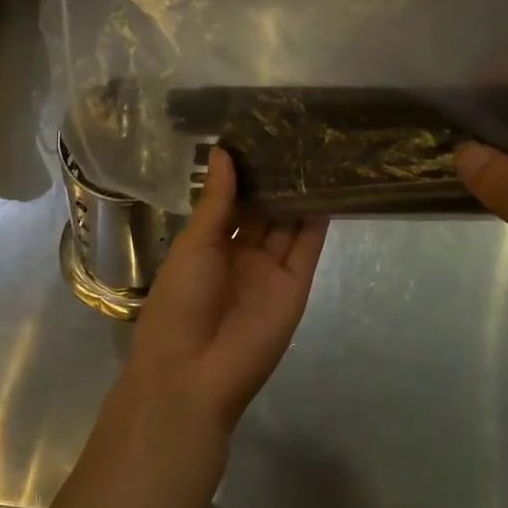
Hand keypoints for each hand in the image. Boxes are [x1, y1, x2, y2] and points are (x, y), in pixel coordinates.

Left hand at [121, 147, 327, 438]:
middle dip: (275, 179)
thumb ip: (216, 200)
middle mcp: (241, 255)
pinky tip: (327, 186)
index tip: (259, 134)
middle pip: (263, 211)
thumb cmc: (179, 302)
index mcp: (208, 246)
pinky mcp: (296, 286)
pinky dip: (318, 220)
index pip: (231, 202)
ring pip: (288, 225)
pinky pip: (307, 248)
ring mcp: (270, 271)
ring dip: (299, 194)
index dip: (244, 173)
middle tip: (294, 134)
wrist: (194, 373)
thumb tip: (223, 152)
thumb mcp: (194, 245)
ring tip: (315, 151)